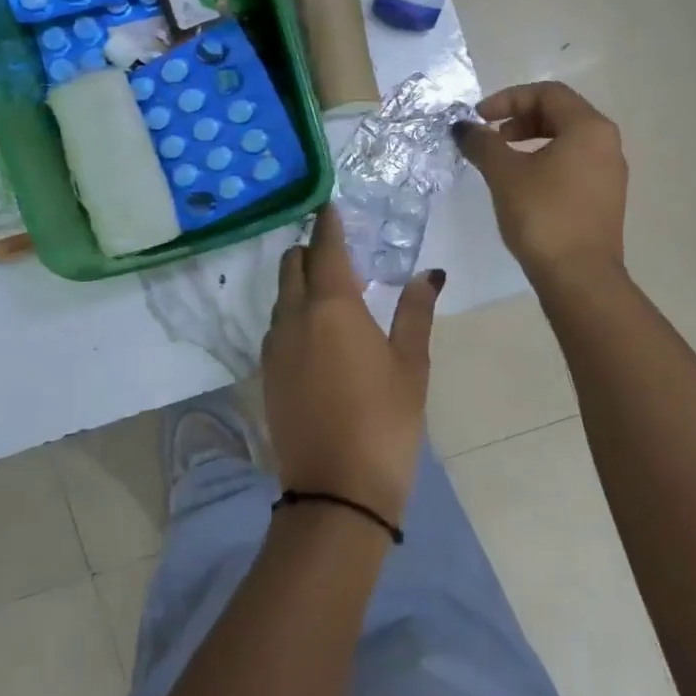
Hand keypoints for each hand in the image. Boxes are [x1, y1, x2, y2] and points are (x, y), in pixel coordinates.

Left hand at [262, 205, 442, 527]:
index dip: (329, 223)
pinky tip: (317, 331)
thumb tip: (428, 273)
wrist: (336, 491)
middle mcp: (294, 316)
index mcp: (332, 306)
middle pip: (293, 265)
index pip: (326, 247)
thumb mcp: (411, 365)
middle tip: (340, 252)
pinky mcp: (266, 372)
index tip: (331, 205)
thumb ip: (415, 312)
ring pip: (282, 296)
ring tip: (333, 291)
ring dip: (301, 282)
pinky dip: (293, 312)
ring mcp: (274, 346)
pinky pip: (277, 325)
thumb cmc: (385, 421)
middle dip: (312, 249)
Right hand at [455, 81, 627, 286]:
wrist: (579, 277)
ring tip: (502, 161)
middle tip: (490, 137)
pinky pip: (573, 164)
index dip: (508, 99)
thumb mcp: (504, 174)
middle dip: (519, 119)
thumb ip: (482, 143)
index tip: (479, 118)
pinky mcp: (604, 198)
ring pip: (566, 140)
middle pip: (559, 113)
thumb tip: (463, 127)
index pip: (547, 93)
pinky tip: (522, 185)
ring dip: (530, 141)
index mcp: (588, 128)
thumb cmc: (542, 215)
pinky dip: (545, 162)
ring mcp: (609, 172)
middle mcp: (606, 143)